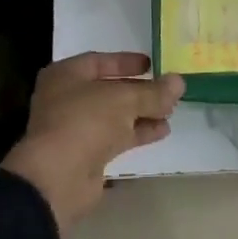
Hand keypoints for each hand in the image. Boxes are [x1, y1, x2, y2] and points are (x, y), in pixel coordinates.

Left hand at [2, 52, 183, 234]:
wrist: (58, 177)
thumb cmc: (85, 121)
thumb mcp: (124, 99)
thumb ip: (153, 91)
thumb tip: (179, 82)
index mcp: (65, 75)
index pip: (99, 61)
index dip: (126, 62)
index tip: (152, 65)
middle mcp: (66, 98)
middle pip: (108, 89)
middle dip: (139, 91)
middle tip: (167, 91)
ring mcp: (75, 128)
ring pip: (114, 115)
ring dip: (142, 113)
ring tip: (171, 111)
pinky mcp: (85, 154)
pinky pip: (115, 137)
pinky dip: (137, 132)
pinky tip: (162, 131)